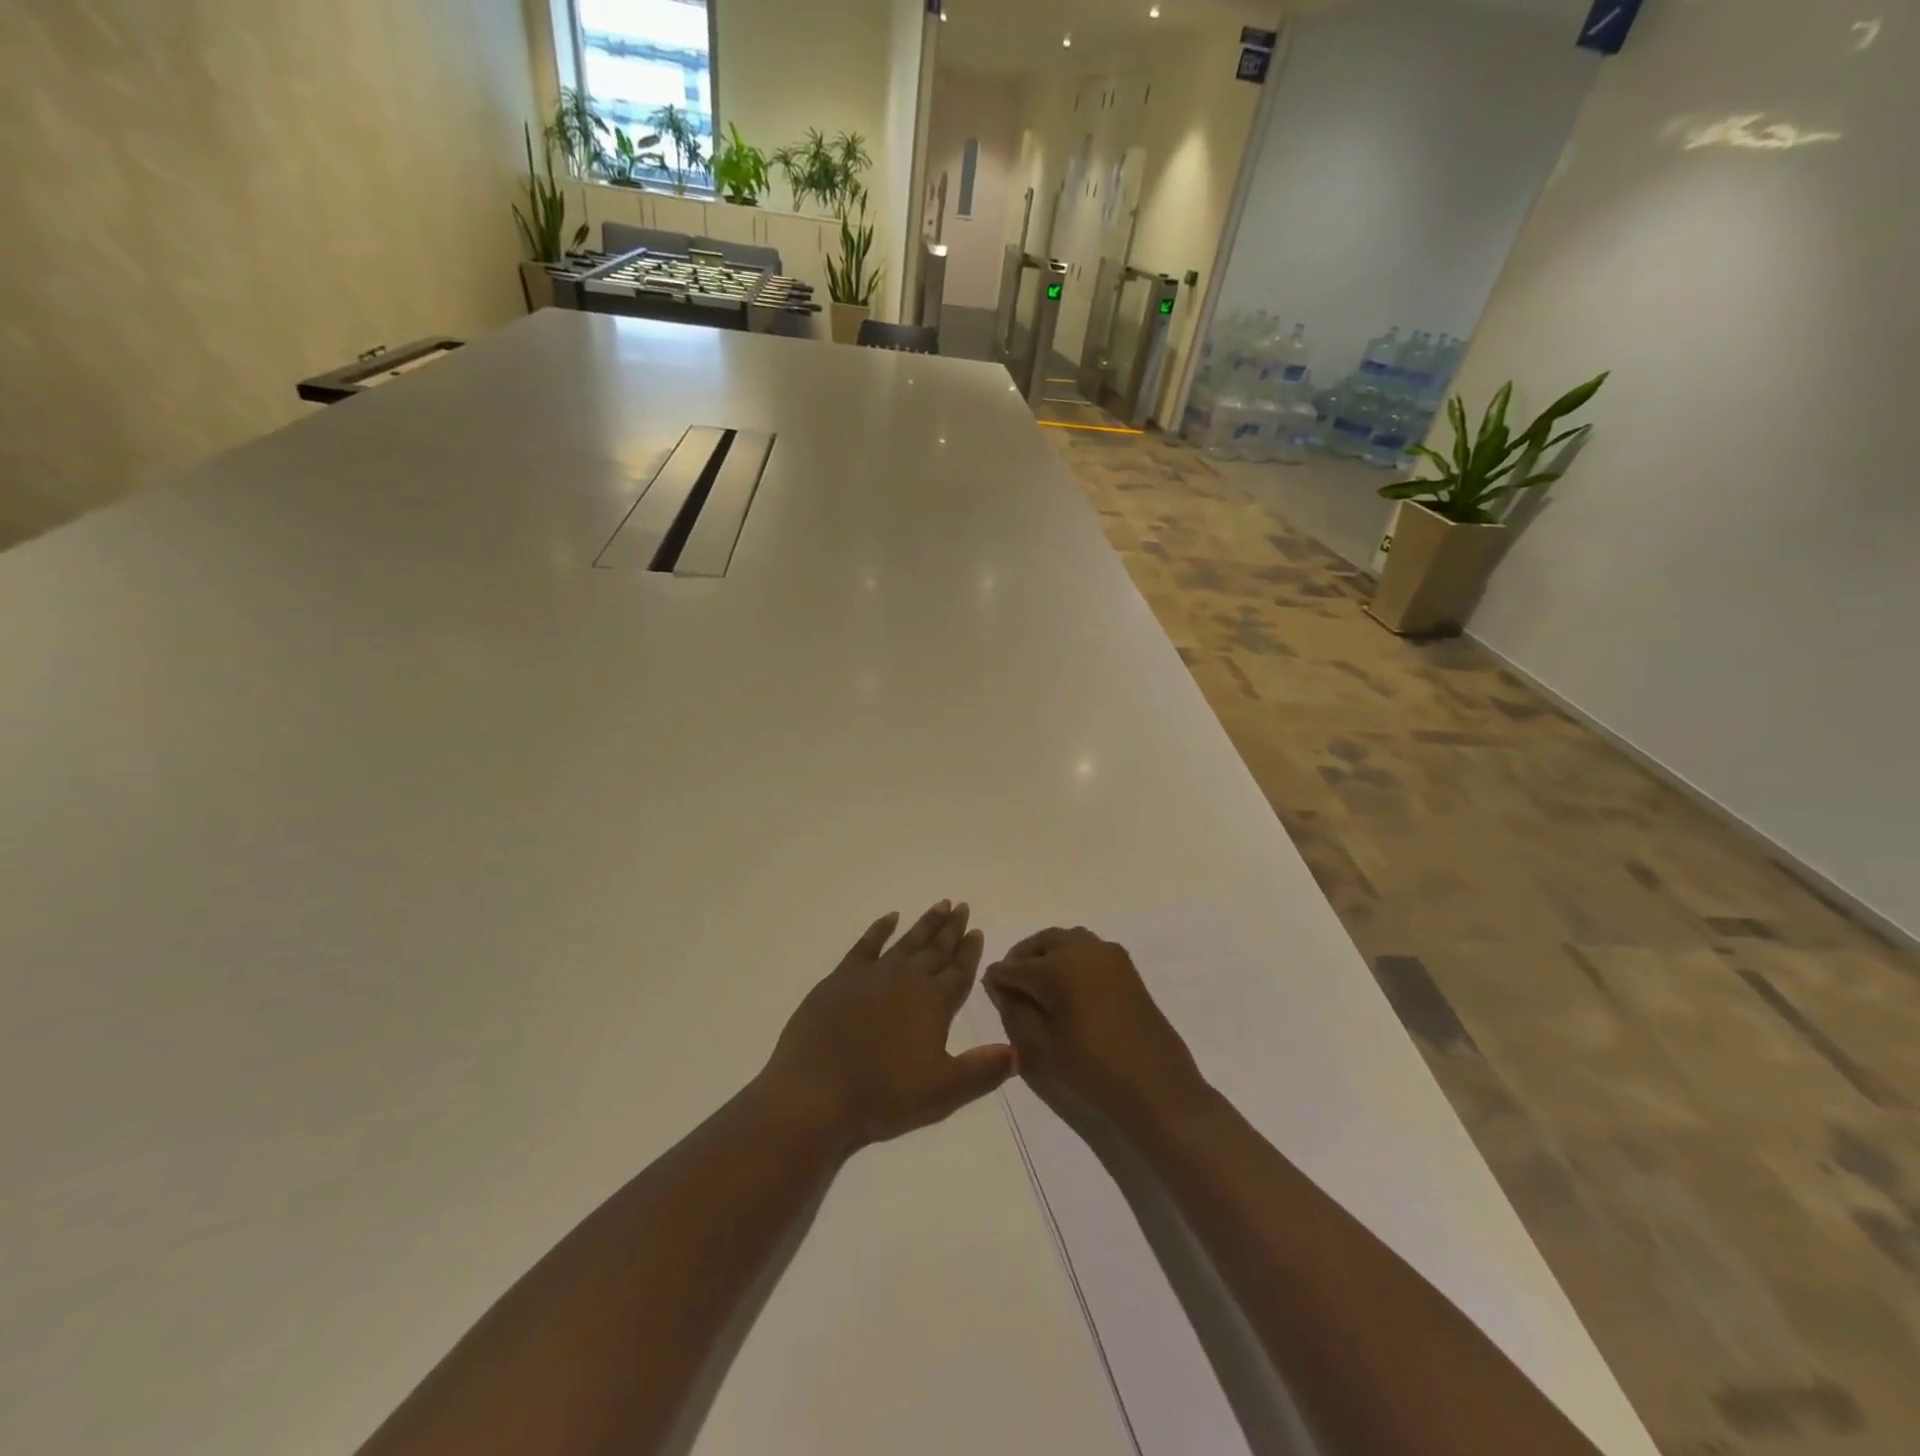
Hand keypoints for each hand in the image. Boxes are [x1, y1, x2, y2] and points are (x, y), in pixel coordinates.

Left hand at [759, 901, 1013, 1152]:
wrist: (817, 1091)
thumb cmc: (883, 1095)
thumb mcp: (942, 1092)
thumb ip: (981, 1070)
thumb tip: (1016, 1052)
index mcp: (934, 1003)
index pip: (960, 971)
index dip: (970, 951)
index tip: (978, 930)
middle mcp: (908, 979)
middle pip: (936, 949)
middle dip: (952, 929)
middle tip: (963, 906)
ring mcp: (874, 974)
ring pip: (908, 941)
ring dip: (926, 923)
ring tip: (941, 904)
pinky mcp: (842, 977)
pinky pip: (867, 944)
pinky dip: (880, 928)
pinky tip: (890, 917)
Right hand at [983, 927, 1212, 1138]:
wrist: (1157, 1088)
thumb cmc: (1092, 1071)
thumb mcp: (1039, 1048)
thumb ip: (1014, 1011)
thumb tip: (1000, 987)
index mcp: (1058, 966)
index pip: (1014, 967)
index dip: (998, 980)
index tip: (987, 990)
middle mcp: (1083, 948)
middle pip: (1041, 942)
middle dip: (1022, 958)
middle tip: (1011, 984)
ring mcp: (1109, 955)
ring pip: (1067, 940)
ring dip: (1047, 954)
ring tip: (1039, 985)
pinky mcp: (1126, 967)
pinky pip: (1088, 950)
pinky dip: (1071, 958)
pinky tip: (1068, 988)